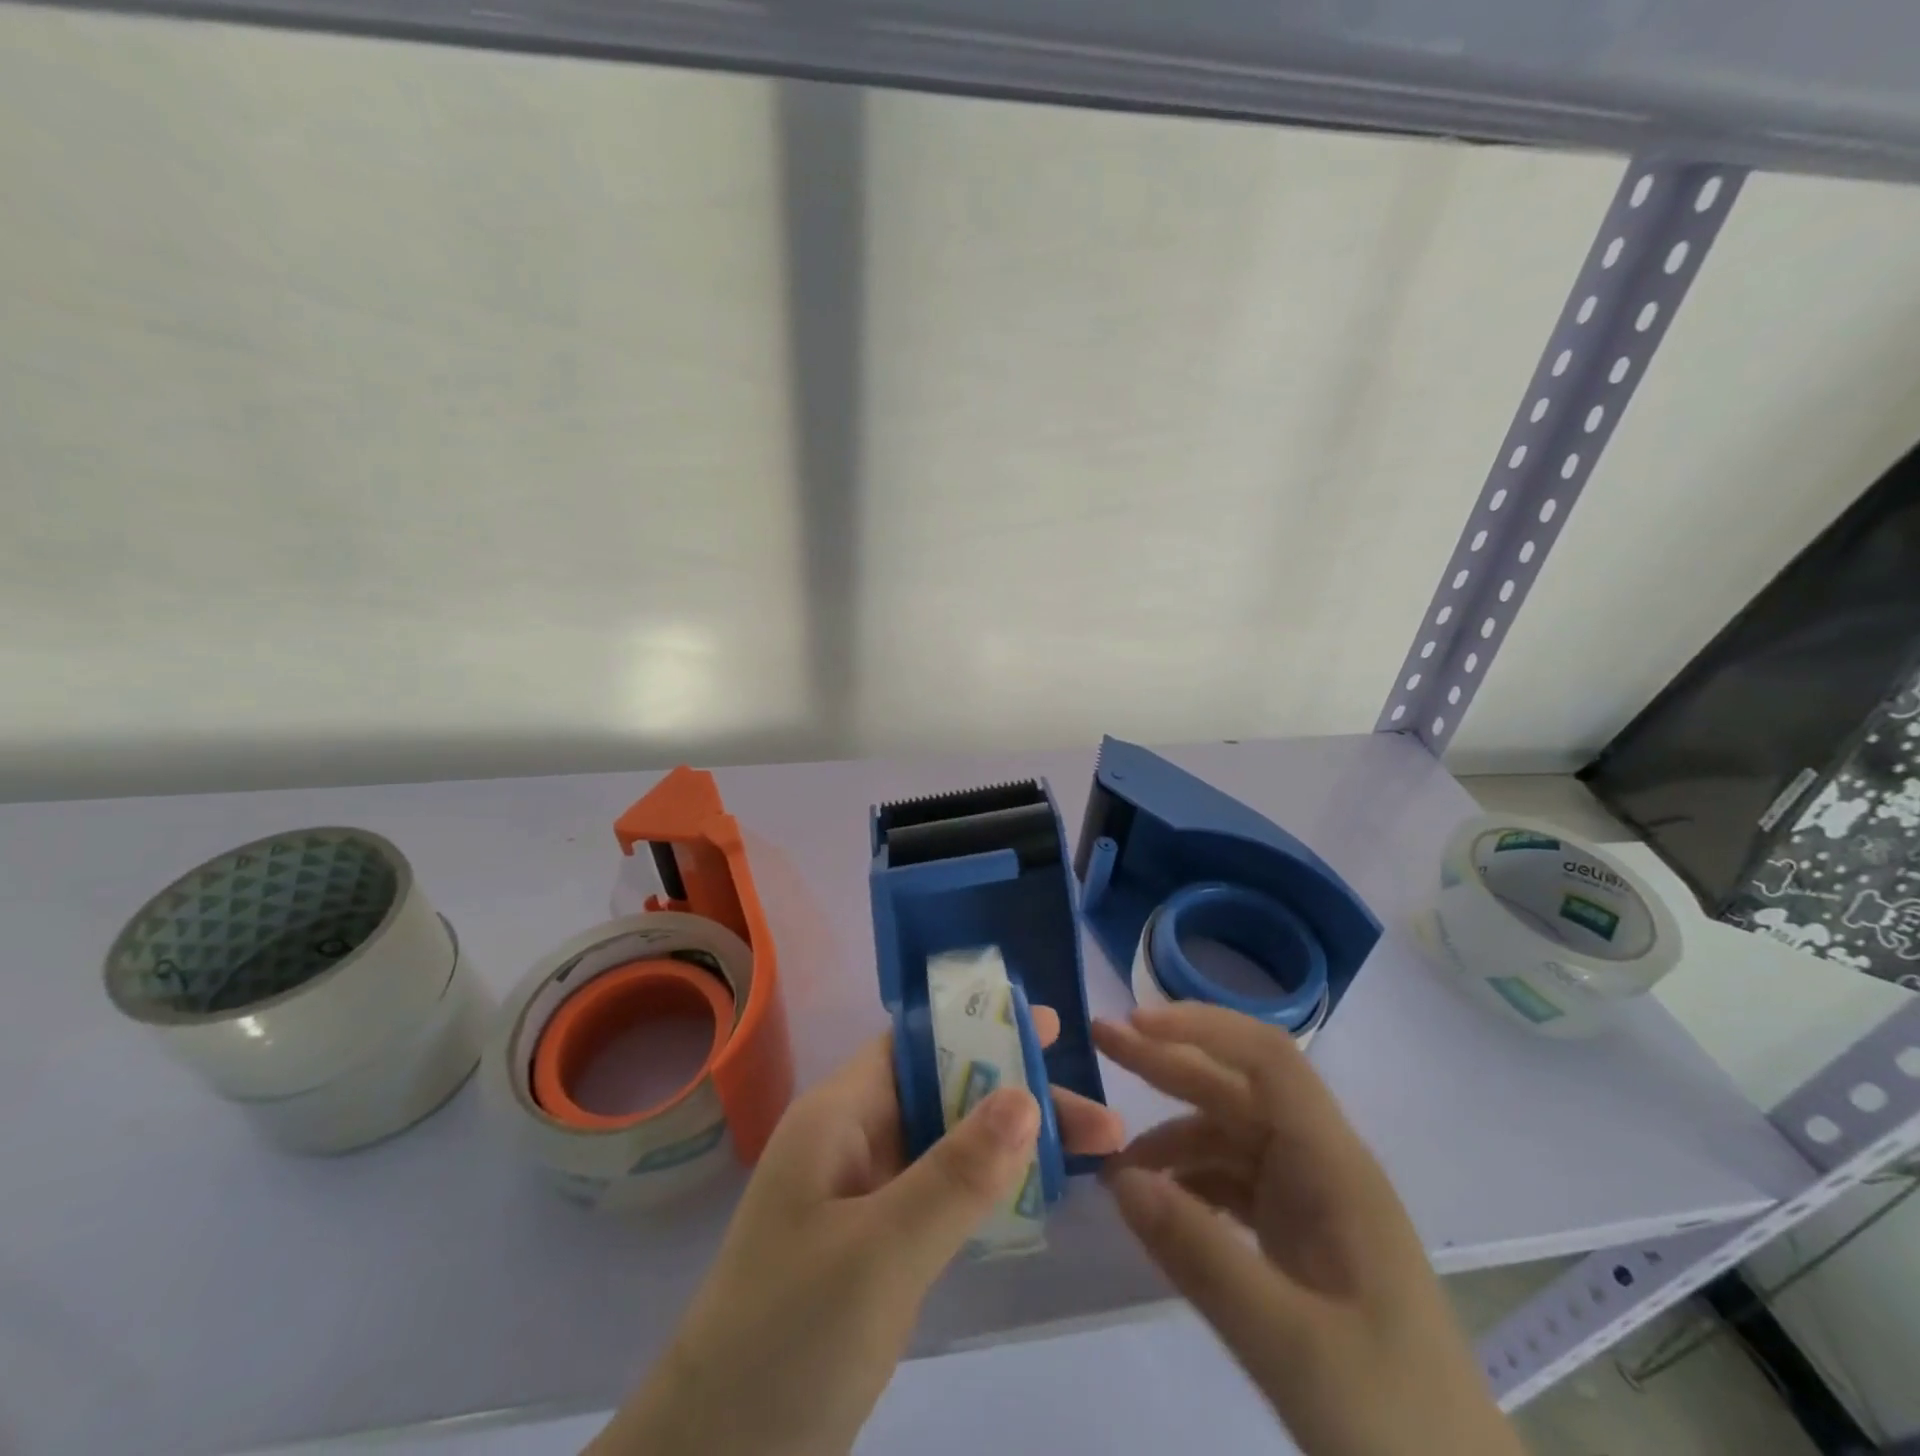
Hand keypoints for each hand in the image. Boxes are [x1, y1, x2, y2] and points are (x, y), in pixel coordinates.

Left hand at [590, 1008, 1124, 1455]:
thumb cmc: (790, 1340)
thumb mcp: (881, 1254)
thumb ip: (955, 1175)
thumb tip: (1025, 1095)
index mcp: (838, 1115)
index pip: (915, 1044)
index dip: (979, 1028)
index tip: (1051, 1033)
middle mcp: (848, 1140)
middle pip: (943, 1093)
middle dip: (1018, 1097)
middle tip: (1102, 1122)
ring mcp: (857, 1195)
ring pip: (945, 1143)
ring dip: (1009, 1143)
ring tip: (1091, 1155)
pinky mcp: (868, 1245)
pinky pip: (936, 1192)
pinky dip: (985, 1186)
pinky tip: (1032, 1197)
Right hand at [1096, 1004, 1523, 1455]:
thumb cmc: (1392, 1418)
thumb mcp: (1291, 1345)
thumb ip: (1201, 1256)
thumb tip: (1119, 1178)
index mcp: (1335, 1166)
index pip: (1267, 1059)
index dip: (1202, 1028)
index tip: (1136, 1022)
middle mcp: (1322, 1167)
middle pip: (1238, 1089)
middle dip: (1168, 1061)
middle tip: (1101, 1041)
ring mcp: (1312, 1203)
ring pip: (1230, 1137)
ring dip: (1171, 1136)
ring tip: (1114, 1164)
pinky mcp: (1300, 1239)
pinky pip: (1233, 1186)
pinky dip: (1188, 1183)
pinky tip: (1156, 1205)